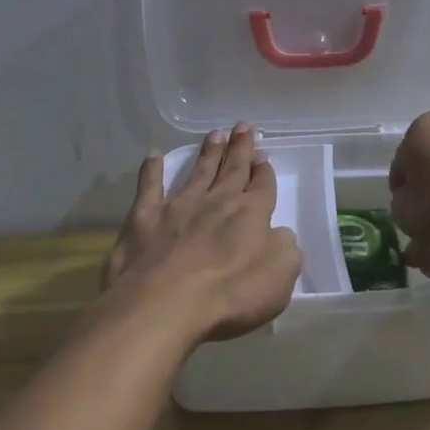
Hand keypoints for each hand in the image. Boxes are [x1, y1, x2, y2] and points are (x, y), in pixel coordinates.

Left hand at [103, 124, 301, 342]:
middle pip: (232, 169)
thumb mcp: (280, 277)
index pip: (262, 186)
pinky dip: (152, 170)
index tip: (264, 155)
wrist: (164, 304)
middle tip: (243, 126)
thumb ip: (285, 249)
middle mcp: (216, 202)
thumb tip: (279, 234)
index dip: (264, 171)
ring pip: (198, 172)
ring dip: (207, 153)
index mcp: (251, 214)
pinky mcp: (144, 218)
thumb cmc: (229, 295)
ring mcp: (178, 207)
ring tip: (215, 133)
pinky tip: (153, 155)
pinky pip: (149, 187)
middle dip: (240, 148)